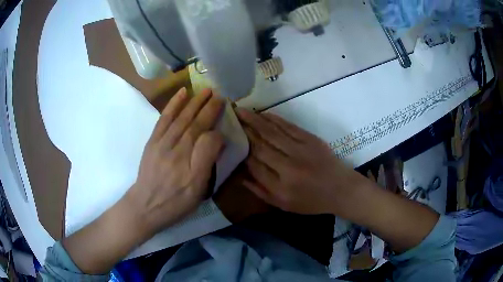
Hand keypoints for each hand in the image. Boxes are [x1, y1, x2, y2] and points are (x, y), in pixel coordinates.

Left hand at [127, 88, 224, 236]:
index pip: (208, 139)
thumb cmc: (175, 202)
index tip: (225, 119)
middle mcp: (176, 149)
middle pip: (195, 124)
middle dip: (208, 108)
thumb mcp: (197, 191)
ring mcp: (162, 143)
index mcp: (191, 165)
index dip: (218, 128)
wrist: (145, 206)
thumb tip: (216, 138)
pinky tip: (182, 93)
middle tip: (219, 95)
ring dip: (194, 102)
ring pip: (181, 118)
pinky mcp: (153, 141)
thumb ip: (207, 163)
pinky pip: (164, 119)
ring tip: (205, 90)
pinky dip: (173, 104)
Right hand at [236, 108, 365, 214]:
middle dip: (244, 131)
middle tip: (230, 119)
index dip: (241, 152)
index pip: (254, 166)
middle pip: (260, 146)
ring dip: (254, 120)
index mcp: (281, 188)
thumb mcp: (285, 206)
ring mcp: (300, 151)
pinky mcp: (310, 140)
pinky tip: (262, 114)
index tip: (231, 140)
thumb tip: (241, 177)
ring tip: (240, 110)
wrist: (341, 189)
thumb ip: (261, 192)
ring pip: (272, 133)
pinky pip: (288, 127)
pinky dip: (274, 119)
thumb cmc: (312, 202)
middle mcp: (288, 168)